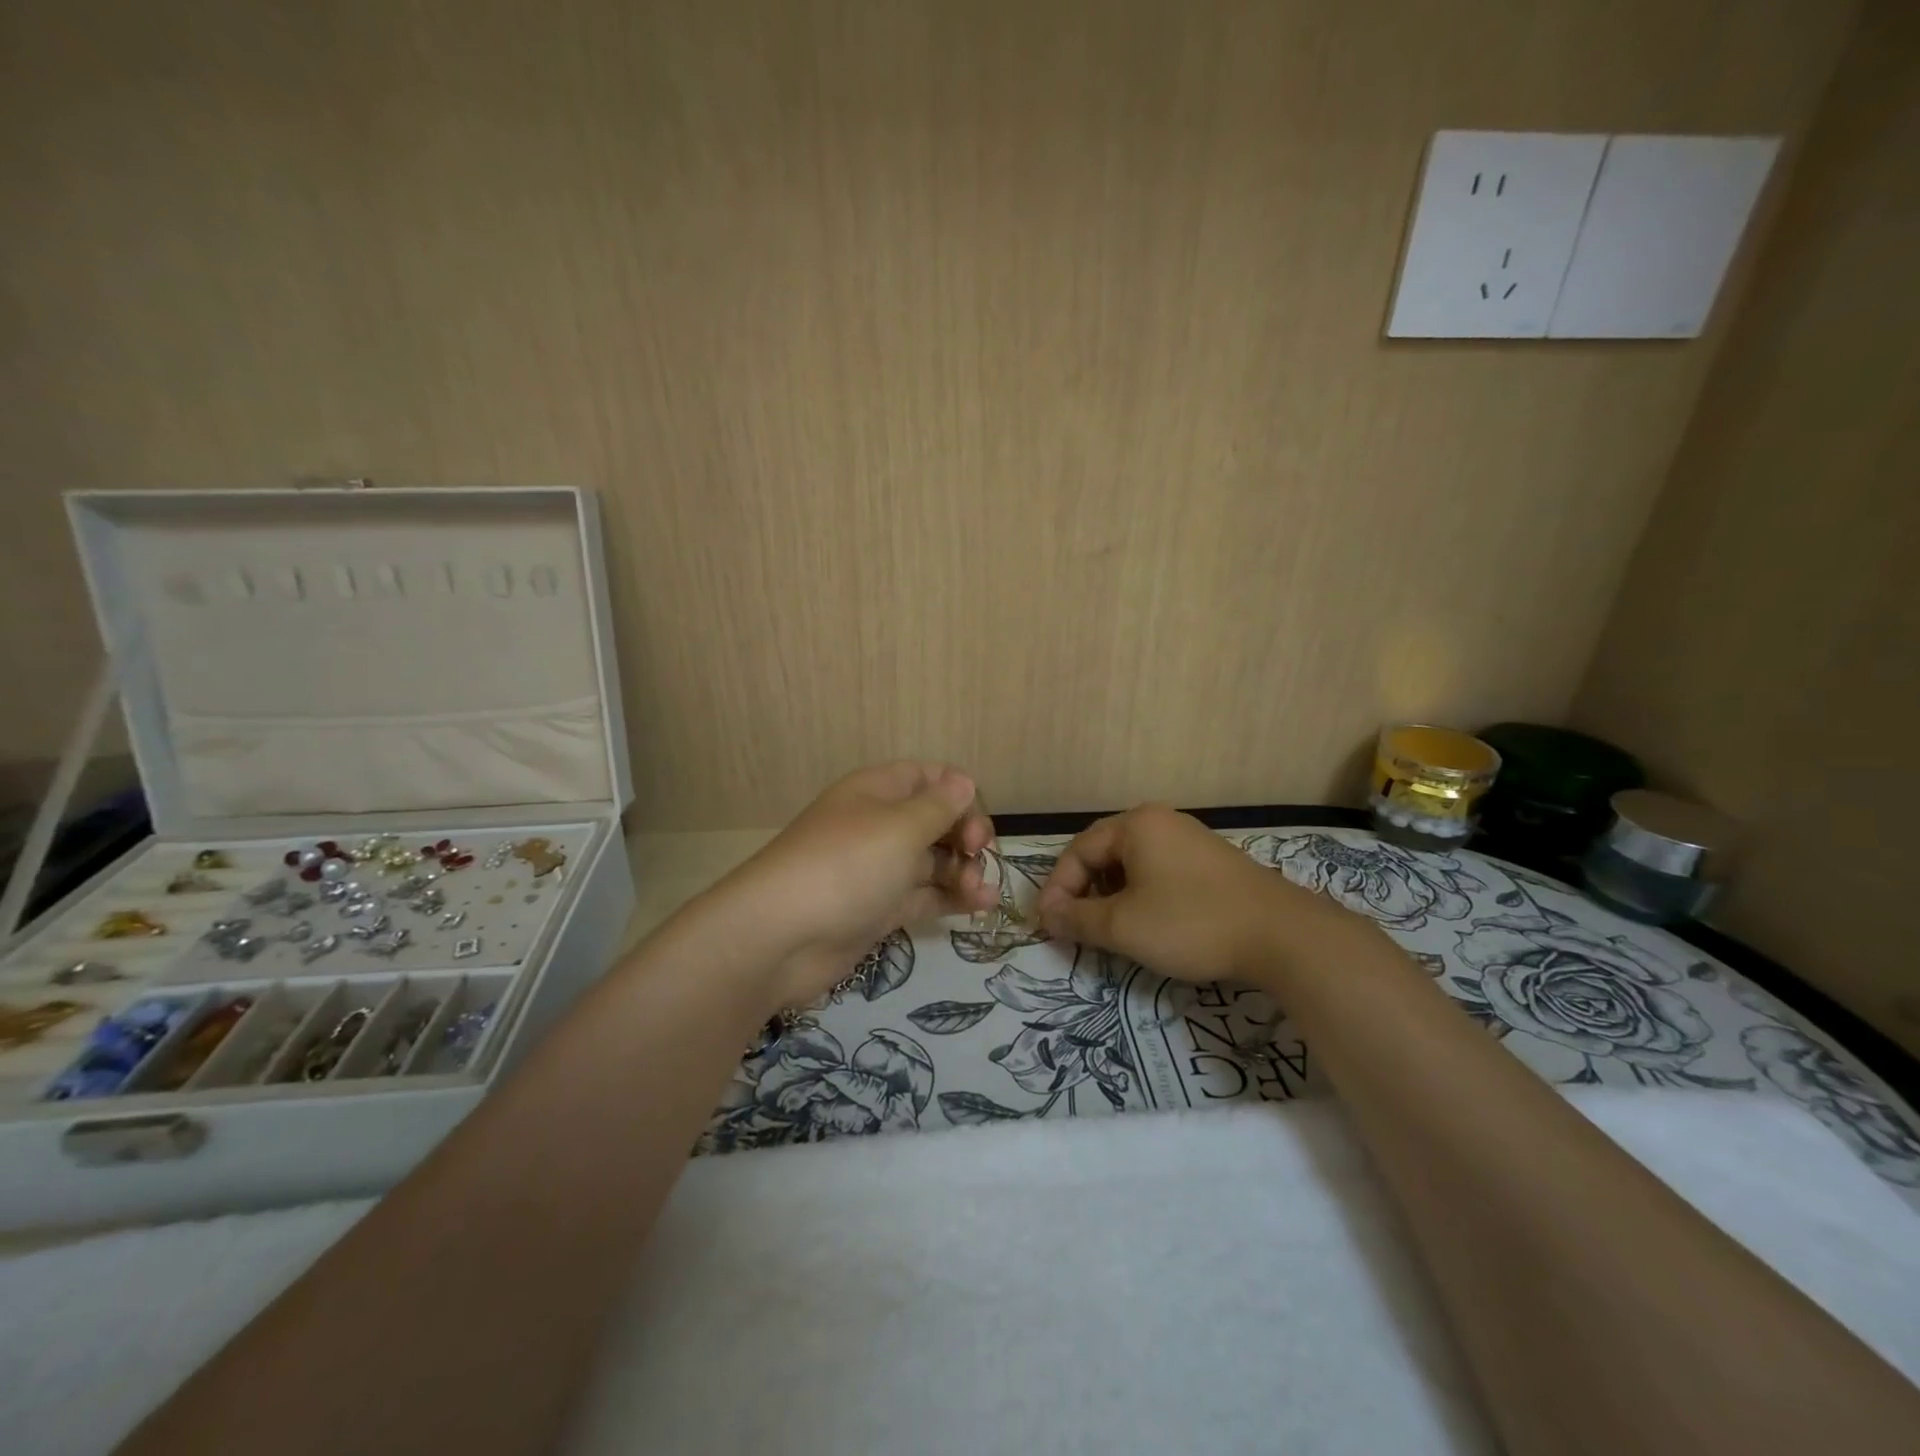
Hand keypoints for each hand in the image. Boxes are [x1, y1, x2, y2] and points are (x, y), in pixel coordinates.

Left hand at [710, 762, 997, 1010]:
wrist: (780, 937)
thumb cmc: (846, 866)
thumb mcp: (901, 827)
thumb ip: (939, 806)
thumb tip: (963, 781)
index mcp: (877, 791)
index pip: (928, 777)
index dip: (959, 792)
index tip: (976, 821)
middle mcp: (878, 825)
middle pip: (935, 820)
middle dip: (964, 834)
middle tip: (977, 855)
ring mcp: (878, 869)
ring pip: (932, 860)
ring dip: (963, 870)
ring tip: (980, 891)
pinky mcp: (878, 909)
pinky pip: (923, 895)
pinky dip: (951, 898)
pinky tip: (981, 906)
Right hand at [1037, 804, 1357, 985]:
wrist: (1282, 935)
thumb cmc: (1191, 922)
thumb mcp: (1123, 926)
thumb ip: (1077, 919)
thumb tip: (1046, 915)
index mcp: (1135, 825)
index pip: (1078, 851)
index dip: (1058, 889)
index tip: (1049, 925)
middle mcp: (1161, 822)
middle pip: (1104, 853)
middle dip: (1084, 892)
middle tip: (1075, 928)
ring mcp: (1190, 840)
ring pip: (1132, 864)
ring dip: (1111, 896)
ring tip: (1109, 930)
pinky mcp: (1212, 863)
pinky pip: (1160, 872)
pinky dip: (1141, 896)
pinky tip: (1149, 924)